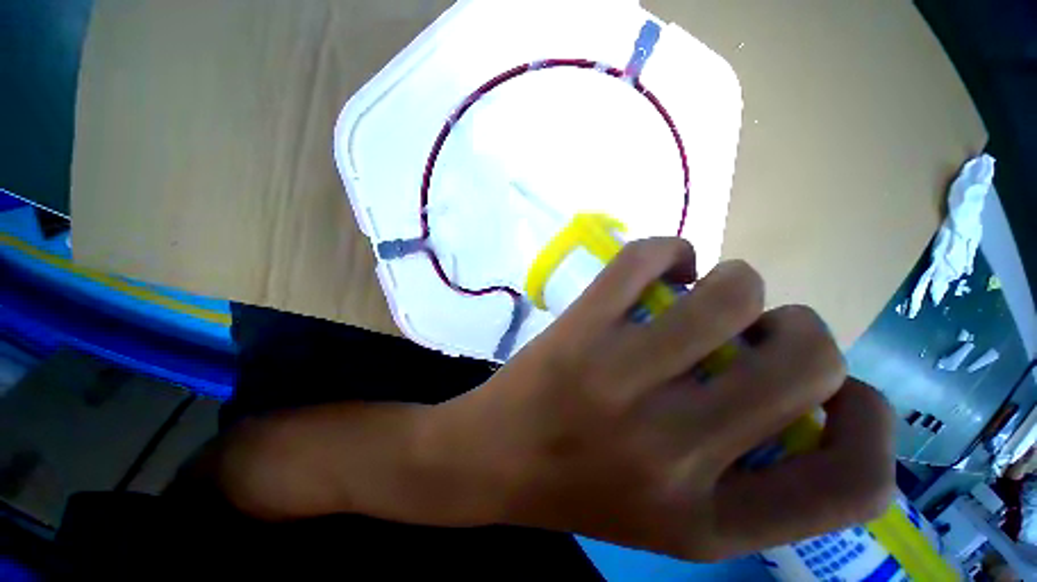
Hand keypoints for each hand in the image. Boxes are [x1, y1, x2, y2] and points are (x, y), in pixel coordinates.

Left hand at [427, 238, 894, 560]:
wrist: (491, 459)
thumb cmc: (578, 487)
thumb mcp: (673, 517)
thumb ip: (749, 475)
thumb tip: (807, 396)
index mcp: (711, 521)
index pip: (857, 483)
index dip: (874, 424)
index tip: (844, 395)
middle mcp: (677, 451)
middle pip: (807, 357)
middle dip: (796, 329)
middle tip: (753, 328)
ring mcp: (621, 379)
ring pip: (733, 291)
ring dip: (736, 283)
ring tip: (704, 293)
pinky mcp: (581, 328)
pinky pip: (647, 258)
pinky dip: (668, 251)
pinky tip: (661, 269)